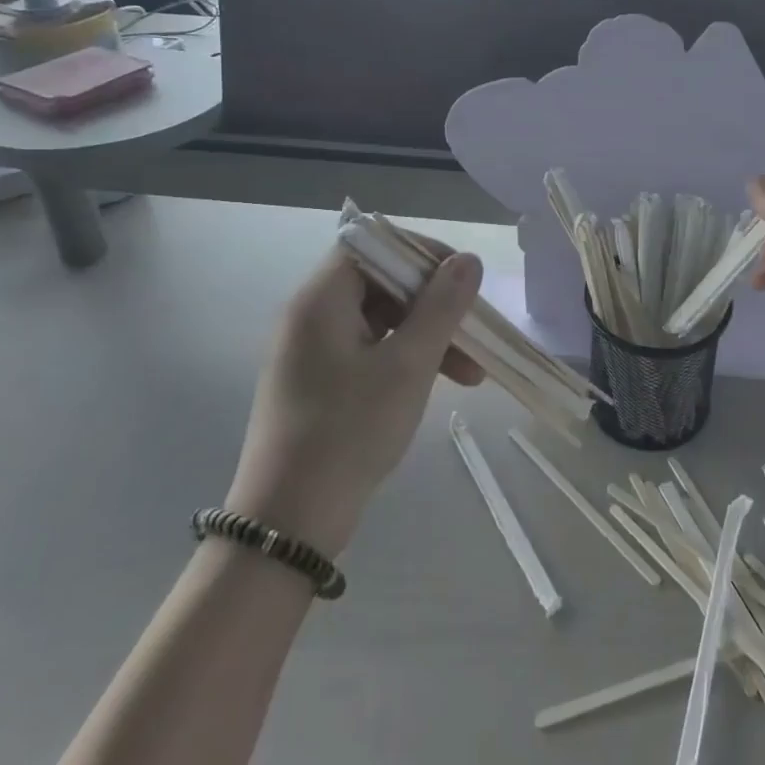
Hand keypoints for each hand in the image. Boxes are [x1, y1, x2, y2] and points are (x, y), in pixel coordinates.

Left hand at [229, 242, 484, 552]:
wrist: (289, 520)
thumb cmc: (350, 430)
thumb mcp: (408, 365)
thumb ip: (441, 307)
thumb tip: (467, 260)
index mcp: (321, 299)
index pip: (374, 244)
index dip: (421, 254)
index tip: (462, 280)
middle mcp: (311, 315)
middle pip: (381, 283)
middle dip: (434, 304)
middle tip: (474, 333)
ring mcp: (313, 351)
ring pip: (381, 321)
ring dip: (428, 337)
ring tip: (472, 375)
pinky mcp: (319, 382)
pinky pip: (370, 351)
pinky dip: (406, 359)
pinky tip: (440, 384)